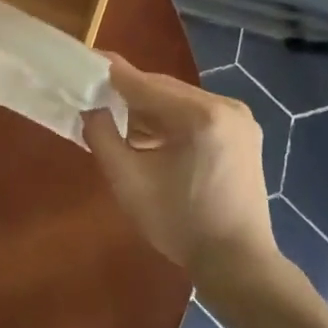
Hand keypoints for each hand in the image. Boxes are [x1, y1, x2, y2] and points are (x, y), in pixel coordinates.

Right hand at [84, 58, 277, 288]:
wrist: (239, 265)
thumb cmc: (181, 224)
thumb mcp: (129, 181)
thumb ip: (102, 136)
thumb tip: (89, 106)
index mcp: (201, 115)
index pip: (144, 83)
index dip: (111, 73)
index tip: (84, 61)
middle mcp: (225, 105)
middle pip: (164, 89)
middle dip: (129, 95)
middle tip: (96, 98)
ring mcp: (240, 118)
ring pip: (180, 101)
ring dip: (150, 109)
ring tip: (119, 121)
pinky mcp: (243, 133)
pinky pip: (197, 114)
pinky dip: (171, 121)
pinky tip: (151, 137)